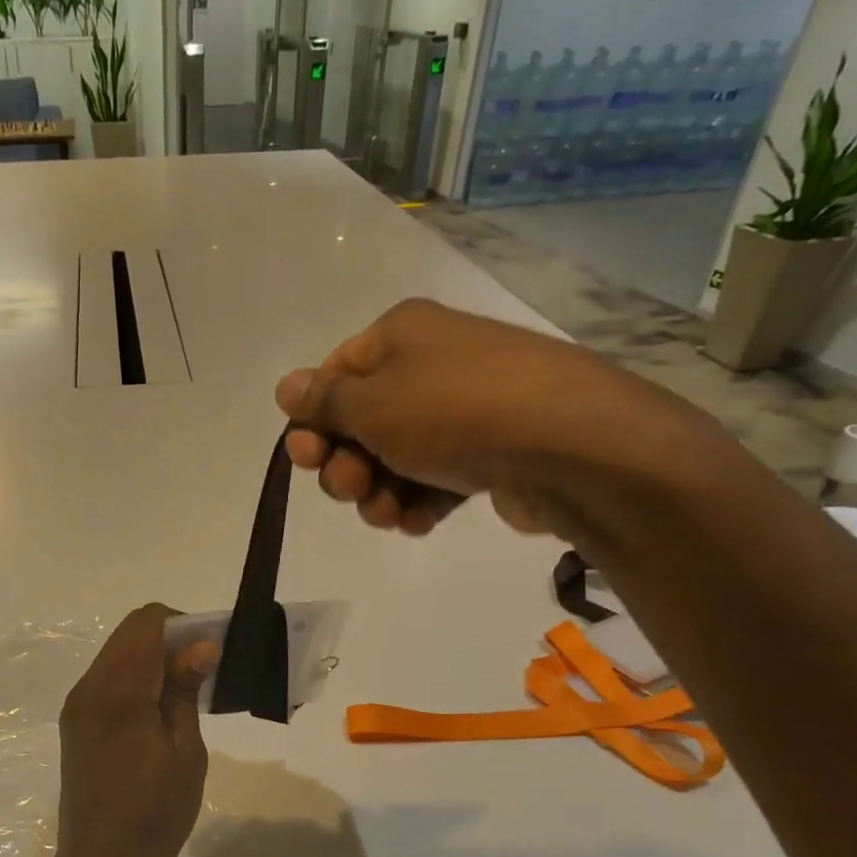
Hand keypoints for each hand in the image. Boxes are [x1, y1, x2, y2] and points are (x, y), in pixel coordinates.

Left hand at [48, 604, 219, 856]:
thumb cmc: (154, 815)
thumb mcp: (185, 753)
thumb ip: (186, 691)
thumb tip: (201, 647)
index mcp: (118, 691)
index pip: (147, 622)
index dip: (183, 624)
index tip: (210, 650)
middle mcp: (89, 687)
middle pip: (130, 634)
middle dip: (170, 638)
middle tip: (204, 671)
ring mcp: (78, 705)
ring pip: (117, 655)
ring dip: (152, 659)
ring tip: (185, 693)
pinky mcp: (75, 723)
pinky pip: (108, 680)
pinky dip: (136, 679)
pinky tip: (160, 711)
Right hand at [275, 297, 732, 550]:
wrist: (569, 445)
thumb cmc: (454, 411)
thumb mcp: (372, 404)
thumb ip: (324, 401)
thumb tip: (286, 386)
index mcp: (400, 335)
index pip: (334, 375)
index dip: (313, 420)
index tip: (307, 459)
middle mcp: (431, 365)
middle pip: (361, 422)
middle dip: (346, 464)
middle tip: (352, 487)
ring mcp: (463, 411)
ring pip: (394, 458)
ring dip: (377, 492)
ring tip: (388, 513)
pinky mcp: (488, 454)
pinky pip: (434, 478)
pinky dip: (418, 501)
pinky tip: (419, 521)